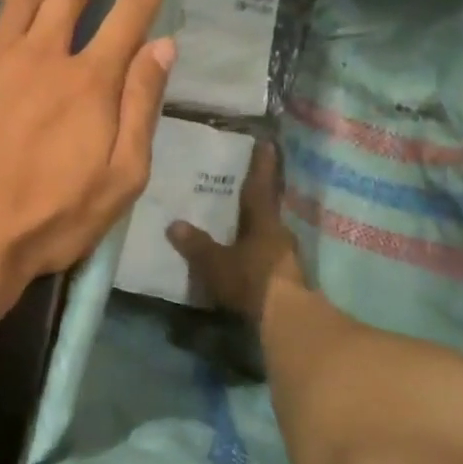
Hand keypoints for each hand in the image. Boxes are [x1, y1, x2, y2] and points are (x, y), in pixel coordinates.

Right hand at [166, 141, 307, 325]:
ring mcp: (287, 257)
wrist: (288, 320)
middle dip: (257, 198)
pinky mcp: (288, 279)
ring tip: (240, 223)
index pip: (260, 186)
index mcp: (264, 221)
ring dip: (257, 228)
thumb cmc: (252, 280)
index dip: (260, 165)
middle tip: (243, 186)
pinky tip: (246, 256)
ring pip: (269, 234)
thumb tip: (174, 224)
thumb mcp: (216, 263)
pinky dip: (257, 251)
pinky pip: (269, 256)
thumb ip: (196, 245)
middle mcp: (280, 233)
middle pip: (267, 210)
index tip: (266, 143)